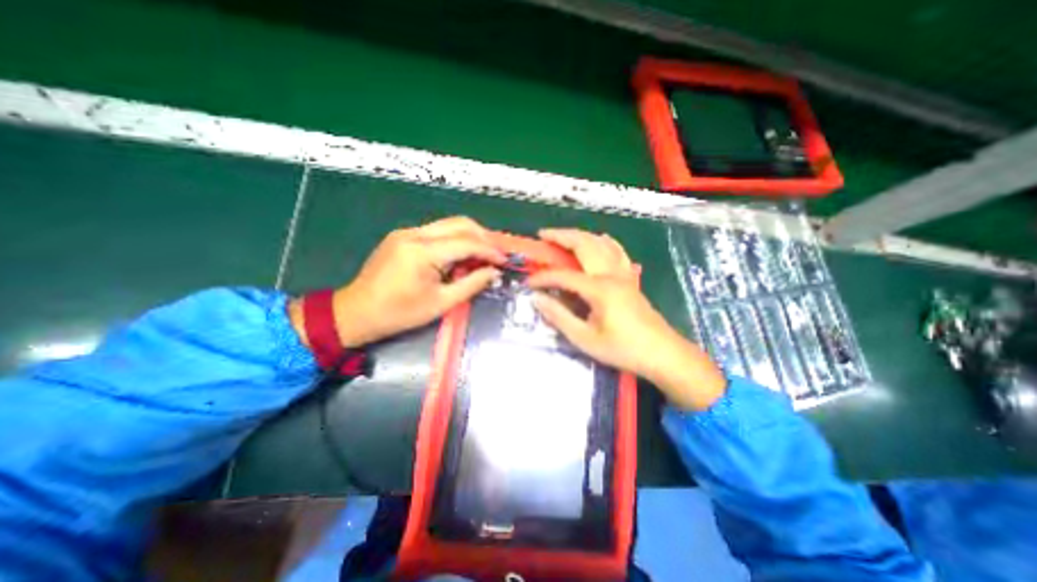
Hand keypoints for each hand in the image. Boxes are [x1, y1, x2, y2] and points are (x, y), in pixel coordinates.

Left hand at [290, 217, 503, 348]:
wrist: (356, 312)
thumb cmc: (399, 314)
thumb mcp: (440, 304)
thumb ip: (471, 285)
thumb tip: (493, 272)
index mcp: (422, 252)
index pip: (466, 242)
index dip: (489, 250)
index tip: (504, 260)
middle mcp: (415, 234)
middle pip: (459, 223)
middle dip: (483, 237)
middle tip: (496, 254)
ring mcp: (406, 232)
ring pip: (448, 224)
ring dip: (470, 236)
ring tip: (483, 254)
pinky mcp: (403, 236)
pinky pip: (437, 231)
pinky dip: (454, 239)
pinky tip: (461, 255)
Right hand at [531, 228, 723, 408]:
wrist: (662, 354)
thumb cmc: (623, 349)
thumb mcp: (585, 339)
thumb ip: (559, 317)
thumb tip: (537, 299)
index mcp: (599, 289)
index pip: (564, 275)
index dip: (543, 277)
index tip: (529, 283)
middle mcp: (611, 274)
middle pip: (584, 244)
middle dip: (561, 236)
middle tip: (543, 235)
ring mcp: (623, 274)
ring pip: (601, 243)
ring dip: (580, 235)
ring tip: (564, 236)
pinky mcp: (631, 279)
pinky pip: (617, 251)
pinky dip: (605, 242)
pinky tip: (600, 240)